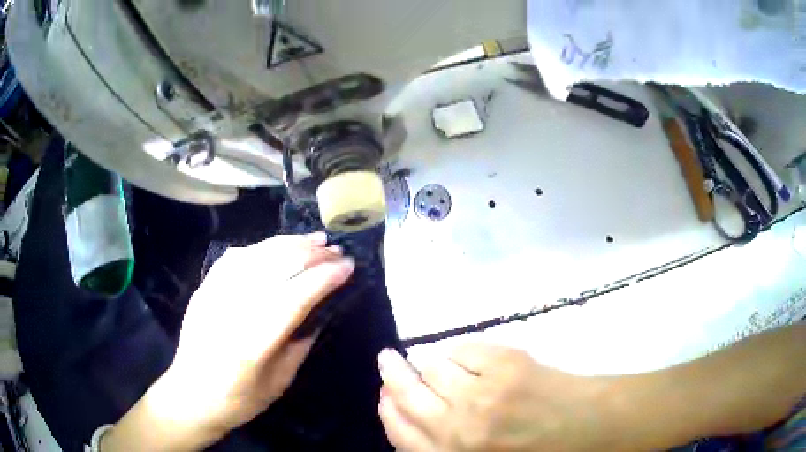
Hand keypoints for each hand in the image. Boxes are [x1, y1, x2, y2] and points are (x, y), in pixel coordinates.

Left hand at [103, 233, 353, 450]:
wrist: (191, 395)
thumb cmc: (239, 399)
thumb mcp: (280, 382)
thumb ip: (301, 344)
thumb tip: (321, 311)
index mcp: (254, 342)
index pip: (296, 296)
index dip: (325, 277)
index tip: (348, 266)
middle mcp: (233, 309)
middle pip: (277, 267)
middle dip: (312, 254)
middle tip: (336, 251)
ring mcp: (214, 293)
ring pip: (257, 254)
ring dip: (290, 243)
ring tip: (314, 240)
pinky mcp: (205, 287)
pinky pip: (236, 257)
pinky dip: (262, 247)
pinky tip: (278, 247)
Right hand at [378, 344, 618, 451]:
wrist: (589, 428)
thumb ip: (446, 444)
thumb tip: (420, 415)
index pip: (399, 431)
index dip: (387, 409)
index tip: (383, 394)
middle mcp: (457, 428)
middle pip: (406, 392)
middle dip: (392, 373)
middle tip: (387, 359)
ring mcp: (481, 394)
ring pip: (433, 367)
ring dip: (432, 365)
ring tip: (441, 365)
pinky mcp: (506, 364)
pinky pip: (465, 349)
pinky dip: (463, 353)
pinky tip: (473, 359)